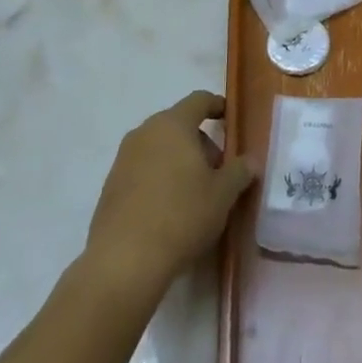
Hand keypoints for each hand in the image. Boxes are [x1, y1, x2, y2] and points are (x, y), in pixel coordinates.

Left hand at [85, 91, 255, 296]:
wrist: (124, 261)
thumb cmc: (182, 215)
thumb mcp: (223, 194)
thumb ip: (240, 171)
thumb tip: (251, 161)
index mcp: (173, 124)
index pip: (199, 100)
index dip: (218, 106)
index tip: (231, 119)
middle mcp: (144, 133)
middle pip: (179, 125)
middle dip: (201, 142)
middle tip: (219, 170)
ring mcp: (123, 159)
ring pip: (160, 148)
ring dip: (180, 161)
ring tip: (196, 193)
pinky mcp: (110, 187)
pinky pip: (143, 170)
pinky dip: (160, 179)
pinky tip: (171, 209)